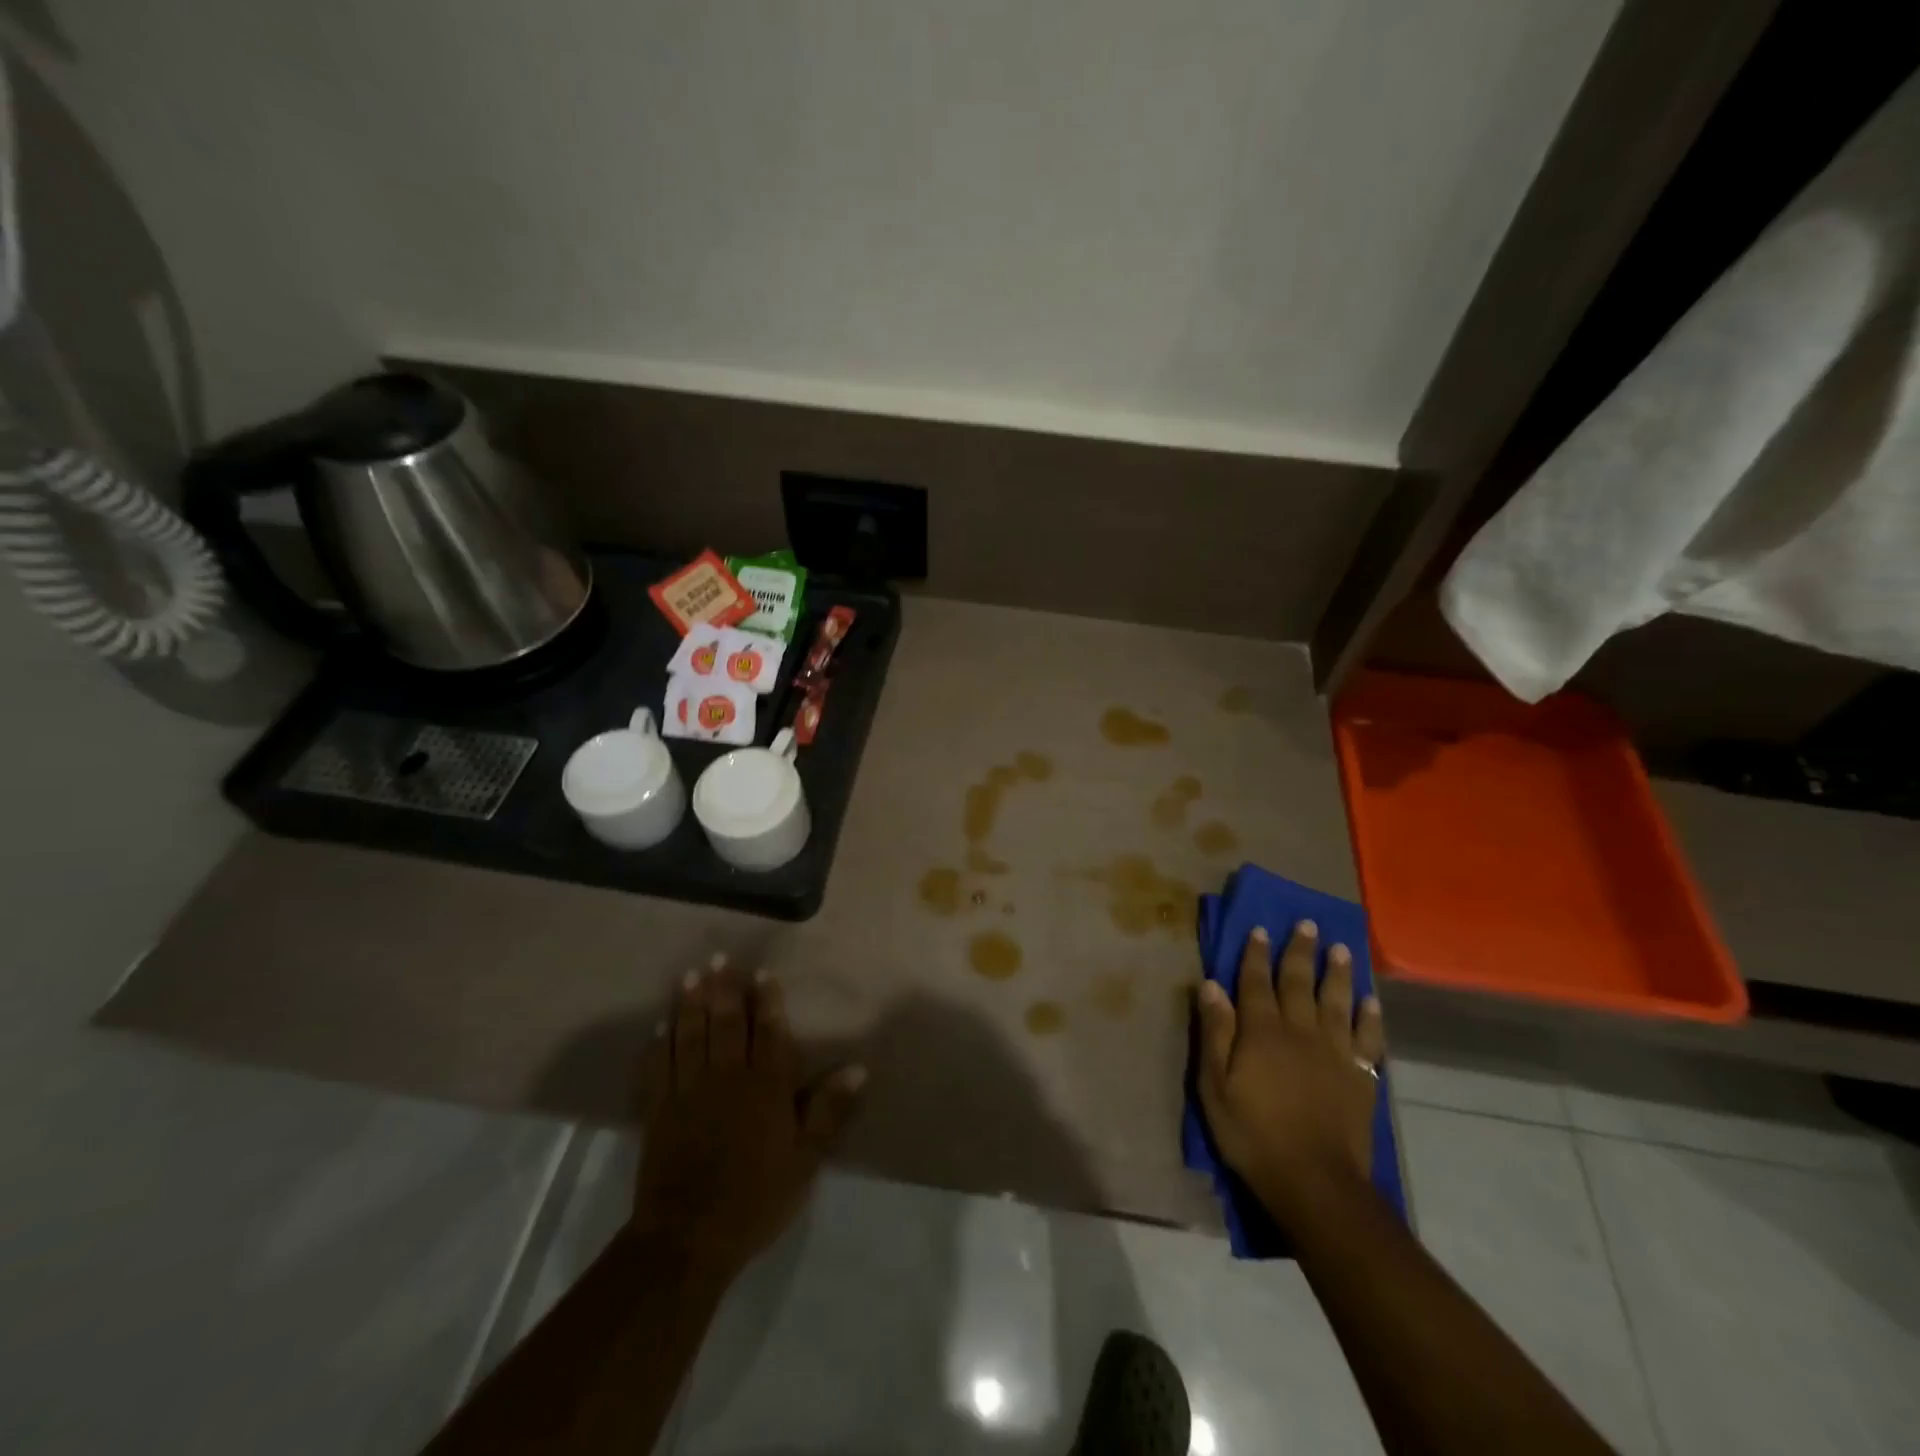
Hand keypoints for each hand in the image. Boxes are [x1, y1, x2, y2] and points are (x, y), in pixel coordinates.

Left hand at [632, 961, 864, 1279]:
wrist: (689, 1237)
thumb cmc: (757, 1198)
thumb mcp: (806, 1160)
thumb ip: (829, 1110)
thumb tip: (858, 1068)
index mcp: (766, 1087)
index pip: (768, 1032)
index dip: (766, 1001)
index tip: (762, 974)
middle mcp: (727, 1077)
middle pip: (725, 1024)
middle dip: (723, 989)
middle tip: (718, 958)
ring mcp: (688, 1091)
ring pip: (690, 1036)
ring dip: (690, 1003)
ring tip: (691, 975)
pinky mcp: (659, 1110)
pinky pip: (659, 1066)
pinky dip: (660, 1042)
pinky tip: (662, 1025)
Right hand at [1196, 922, 1384, 1223]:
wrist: (1314, 1181)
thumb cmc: (1253, 1133)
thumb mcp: (1215, 1085)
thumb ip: (1215, 1032)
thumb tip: (1211, 985)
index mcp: (1261, 1031)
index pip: (1255, 982)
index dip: (1256, 954)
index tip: (1260, 929)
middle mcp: (1299, 1031)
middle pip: (1299, 982)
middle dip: (1300, 952)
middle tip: (1308, 924)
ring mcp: (1335, 1052)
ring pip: (1337, 1002)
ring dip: (1338, 974)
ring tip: (1341, 949)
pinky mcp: (1360, 1076)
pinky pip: (1368, 1039)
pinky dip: (1370, 1018)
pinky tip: (1371, 1001)